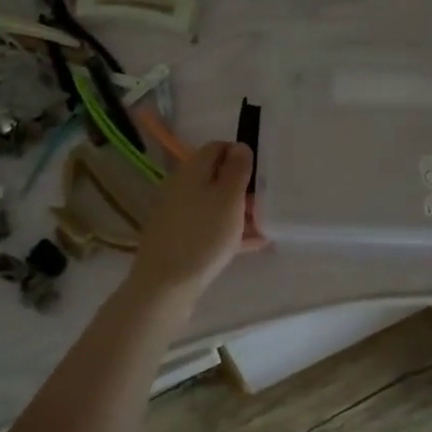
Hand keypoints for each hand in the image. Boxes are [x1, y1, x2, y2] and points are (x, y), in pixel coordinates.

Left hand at [127, 141, 252, 302]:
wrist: (165, 285)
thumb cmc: (203, 236)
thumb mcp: (228, 198)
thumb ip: (237, 169)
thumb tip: (239, 146)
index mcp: (192, 170)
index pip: (217, 147)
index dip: (240, 154)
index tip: (261, 172)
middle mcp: (181, 187)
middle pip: (216, 177)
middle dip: (242, 186)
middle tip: (267, 201)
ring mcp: (178, 214)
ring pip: (214, 203)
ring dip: (239, 211)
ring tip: (265, 224)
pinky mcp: (179, 238)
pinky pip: (209, 226)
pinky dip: (230, 230)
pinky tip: (254, 244)